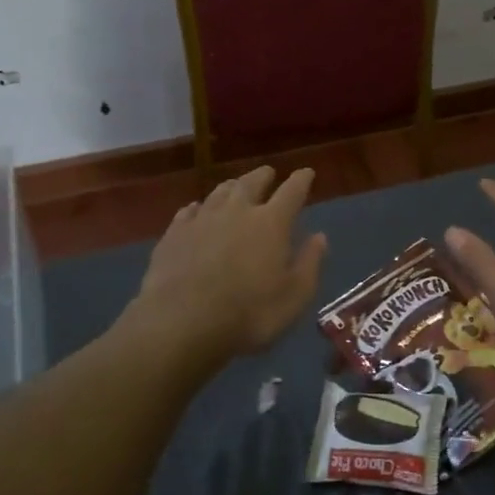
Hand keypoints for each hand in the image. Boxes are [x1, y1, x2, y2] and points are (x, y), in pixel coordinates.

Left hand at [131, 165, 327, 364]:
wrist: (181, 322)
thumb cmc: (248, 313)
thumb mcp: (294, 297)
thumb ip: (309, 263)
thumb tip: (319, 236)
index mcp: (271, 223)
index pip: (292, 191)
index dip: (301, 180)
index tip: (307, 172)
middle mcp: (237, 211)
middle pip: (252, 183)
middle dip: (264, 176)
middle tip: (269, 173)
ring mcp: (202, 219)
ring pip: (219, 192)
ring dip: (232, 186)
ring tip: (236, 185)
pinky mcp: (174, 234)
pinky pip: (188, 211)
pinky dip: (198, 207)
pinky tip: (196, 210)